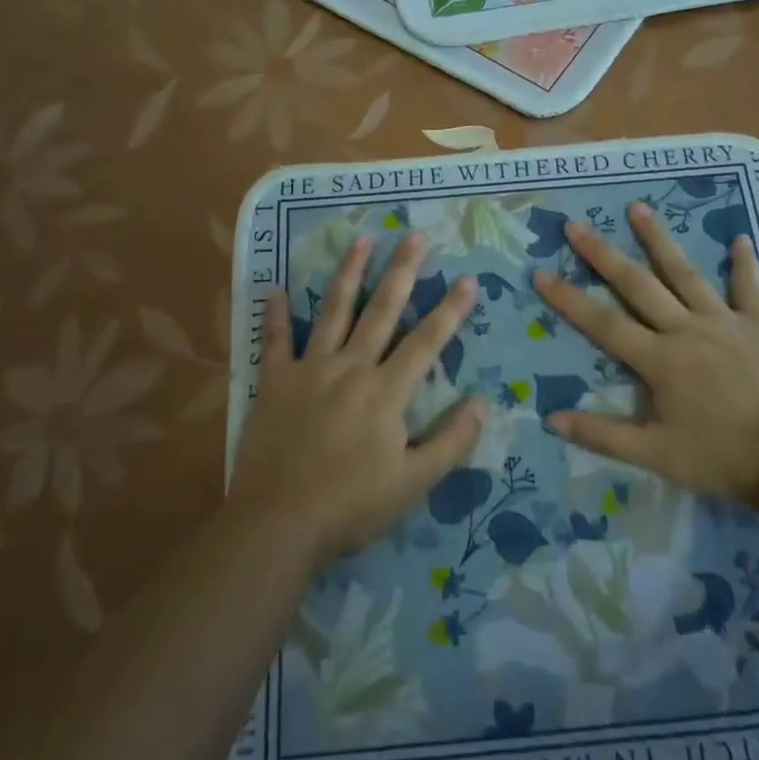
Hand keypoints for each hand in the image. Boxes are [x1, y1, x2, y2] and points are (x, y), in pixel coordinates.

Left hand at [230, 232, 483, 567]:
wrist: (279, 523)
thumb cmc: (351, 506)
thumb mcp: (414, 483)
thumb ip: (451, 441)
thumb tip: (482, 402)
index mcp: (386, 392)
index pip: (427, 342)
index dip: (450, 310)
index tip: (468, 279)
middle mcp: (351, 368)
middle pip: (382, 310)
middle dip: (401, 271)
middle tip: (414, 235)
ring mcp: (310, 370)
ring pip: (333, 311)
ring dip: (348, 273)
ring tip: (360, 239)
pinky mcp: (275, 382)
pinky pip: (275, 340)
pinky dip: (275, 313)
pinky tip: (276, 287)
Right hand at [532, 202, 758, 501]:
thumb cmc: (720, 458)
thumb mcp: (655, 454)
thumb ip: (602, 435)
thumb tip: (550, 418)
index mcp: (659, 359)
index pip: (603, 323)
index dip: (568, 299)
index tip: (540, 273)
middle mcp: (686, 329)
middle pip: (637, 284)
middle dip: (602, 254)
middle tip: (575, 225)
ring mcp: (724, 322)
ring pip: (685, 273)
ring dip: (659, 239)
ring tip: (638, 208)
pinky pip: (749, 288)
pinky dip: (744, 264)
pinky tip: (739, 237)